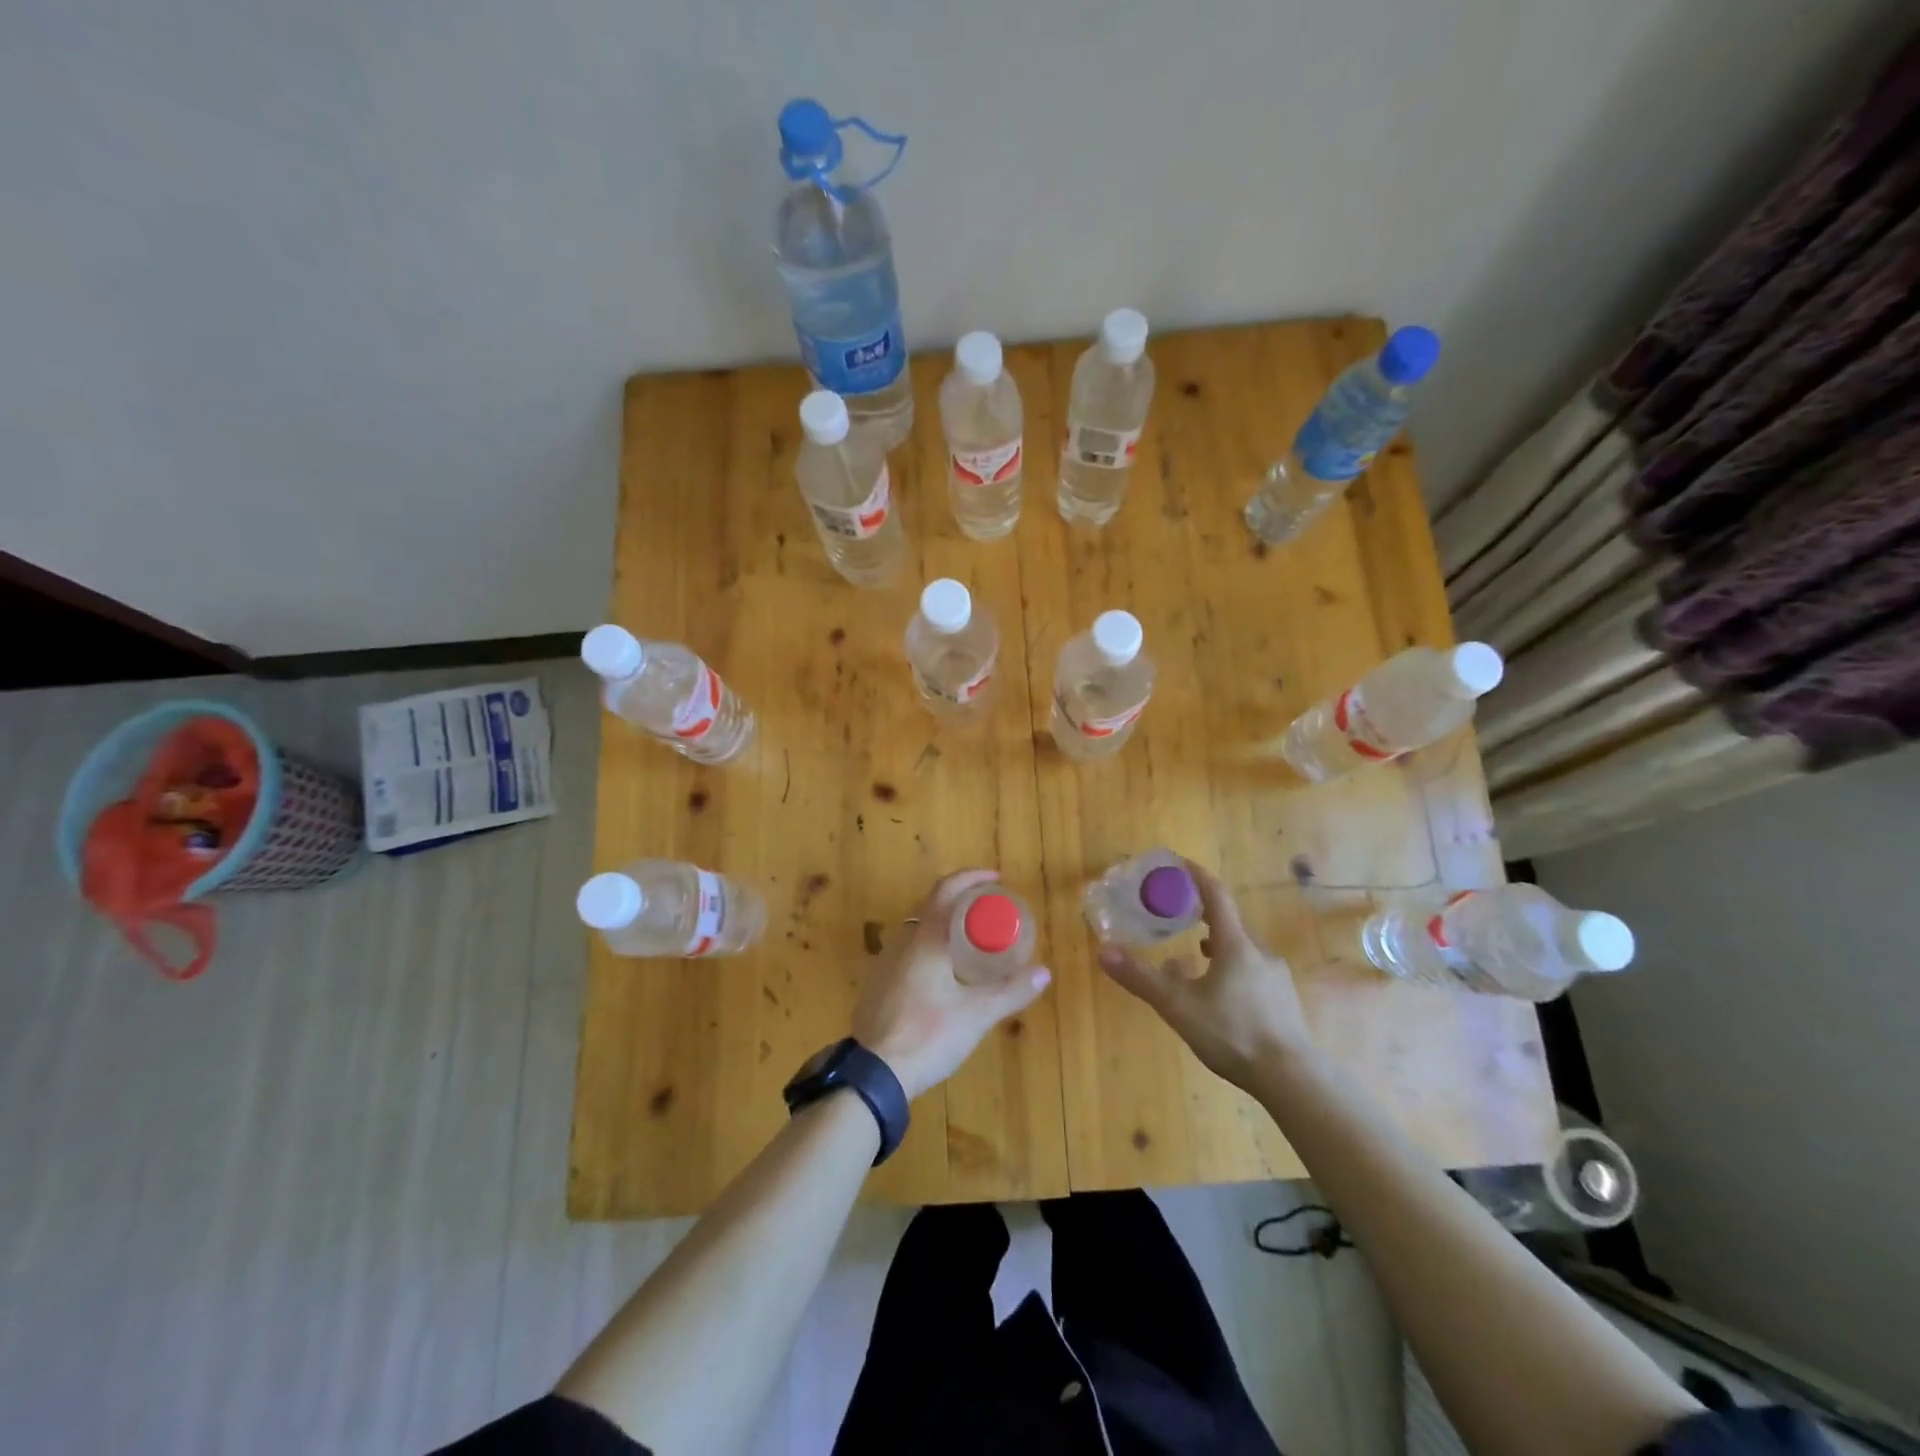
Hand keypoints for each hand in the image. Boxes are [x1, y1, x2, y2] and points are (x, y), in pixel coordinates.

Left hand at [853, 870, 1051, 1100]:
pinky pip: (907, 953)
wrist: (874, 1074)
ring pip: (916, 931)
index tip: (995, 879)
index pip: (946, 890)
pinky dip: (929, 948)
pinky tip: (943, 974)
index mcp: (924, 938)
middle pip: (930, 907)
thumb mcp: (977, 1014)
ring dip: (943, 926)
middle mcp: (900, 942)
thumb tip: (1044, 972)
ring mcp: (883, 963)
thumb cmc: (929, 1034)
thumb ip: (1011, 991)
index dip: (970, 878)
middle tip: (988, 911)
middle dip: (959, 902)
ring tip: (970, 941)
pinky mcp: (876, 985)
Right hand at [1098, 859, 1312, 1092]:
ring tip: (1195, 955)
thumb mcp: (1179, 1006)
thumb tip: (1104, 951)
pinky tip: (1220, 994)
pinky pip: (1252, 973)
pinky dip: (1231, 971)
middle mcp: (1259, 953)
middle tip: (1178, 914)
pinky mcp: (1284, 1002)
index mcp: (1235, 945)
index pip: (1216, 896)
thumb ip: (1142, 978)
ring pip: (1241, 951)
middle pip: (1229, 923)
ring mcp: (1276, 978)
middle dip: (1203, 915)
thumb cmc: (1233, 1033)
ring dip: (1217, 946)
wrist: (1292, 1079)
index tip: (1179, 864)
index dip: (1196, 876)